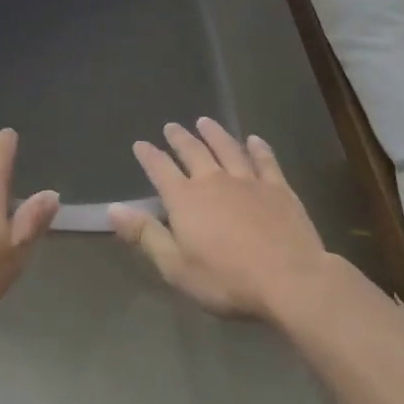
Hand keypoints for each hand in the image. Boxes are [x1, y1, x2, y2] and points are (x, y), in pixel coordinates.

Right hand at [109, 118, 329, 322]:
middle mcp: (214, 181)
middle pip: (193, 151)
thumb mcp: (176, 267)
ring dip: (214, 134)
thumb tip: (113, 208)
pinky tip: (254, 140)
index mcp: (185, 199)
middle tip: (171, 126)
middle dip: (180, 138)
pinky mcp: (279, 189)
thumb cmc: (227, 280)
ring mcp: (248, 181)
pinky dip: (258, 149)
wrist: (291, 280)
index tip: (140, 144)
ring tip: (205, 122)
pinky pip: (265, 161)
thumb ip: (145, 235)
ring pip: (227, 149)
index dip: (149, 156)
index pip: (160, 169)